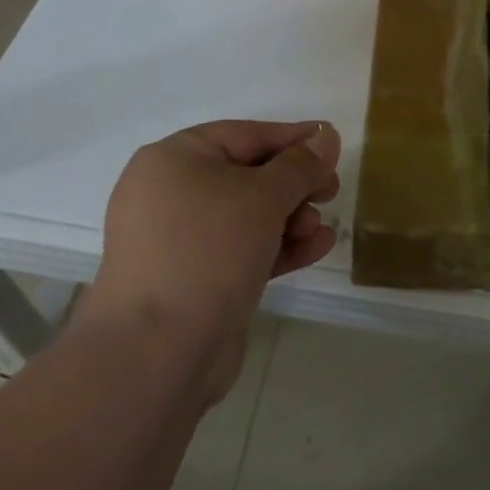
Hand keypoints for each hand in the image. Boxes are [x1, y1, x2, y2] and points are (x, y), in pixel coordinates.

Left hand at [81, 120, 339, 400]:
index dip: (293, 139)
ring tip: (320, 230)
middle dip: (295, 185)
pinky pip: (240, 250)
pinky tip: (315, 249)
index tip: (333, 143)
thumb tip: (327, 135)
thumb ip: (301, 164)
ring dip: (291, 218)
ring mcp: (178, 240)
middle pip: (248, 175)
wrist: (157, 354)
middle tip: (331, 191)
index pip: (245, 135)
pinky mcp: (191, 279)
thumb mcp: (264, 196)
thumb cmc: (208, 250)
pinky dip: (277, 246)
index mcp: (173, 159)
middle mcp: (169, 193)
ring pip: (247, 216)